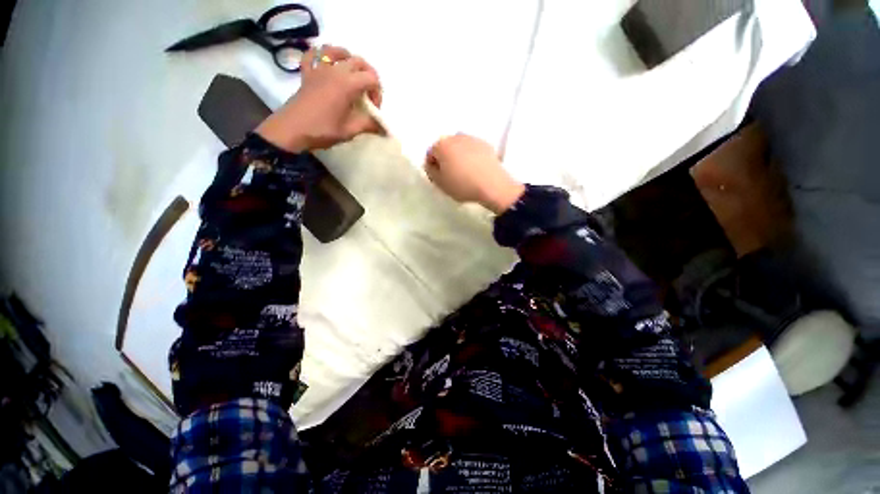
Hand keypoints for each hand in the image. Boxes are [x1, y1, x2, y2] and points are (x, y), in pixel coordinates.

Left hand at [256, 45, 382, 152]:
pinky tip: (325, 62)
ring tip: (351, 73)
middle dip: (368, 76)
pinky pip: (311, 55)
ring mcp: (319, 69)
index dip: (377, 93)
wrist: (292, 130)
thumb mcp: (349, 130)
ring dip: (347, 59)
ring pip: (336, 51)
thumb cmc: (323, 130)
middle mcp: (335, 70)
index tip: (373, 109)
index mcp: (347, 84)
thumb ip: (368, 125)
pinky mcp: (307, 73)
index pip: (371, 78)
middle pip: (358, 62)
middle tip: (367, 94)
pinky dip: (319, 54)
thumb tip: (383, 128)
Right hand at [425, 134, 524, 213]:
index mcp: (442, 145)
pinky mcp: (486, 144)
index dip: (433, 166)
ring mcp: (472, 139)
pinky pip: (472, 149)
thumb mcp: (440, 183)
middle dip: (445, 158)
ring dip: (458, 156)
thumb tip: (432, 164)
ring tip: (464, 172)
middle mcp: (456, 137)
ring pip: (459, 146)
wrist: (492, 185)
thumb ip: (431, 172)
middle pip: (445, 147)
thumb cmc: (462, 185)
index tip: (439, 177)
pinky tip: (475, 169)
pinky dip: (471, 156)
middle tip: (450, 174)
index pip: (431, 153)